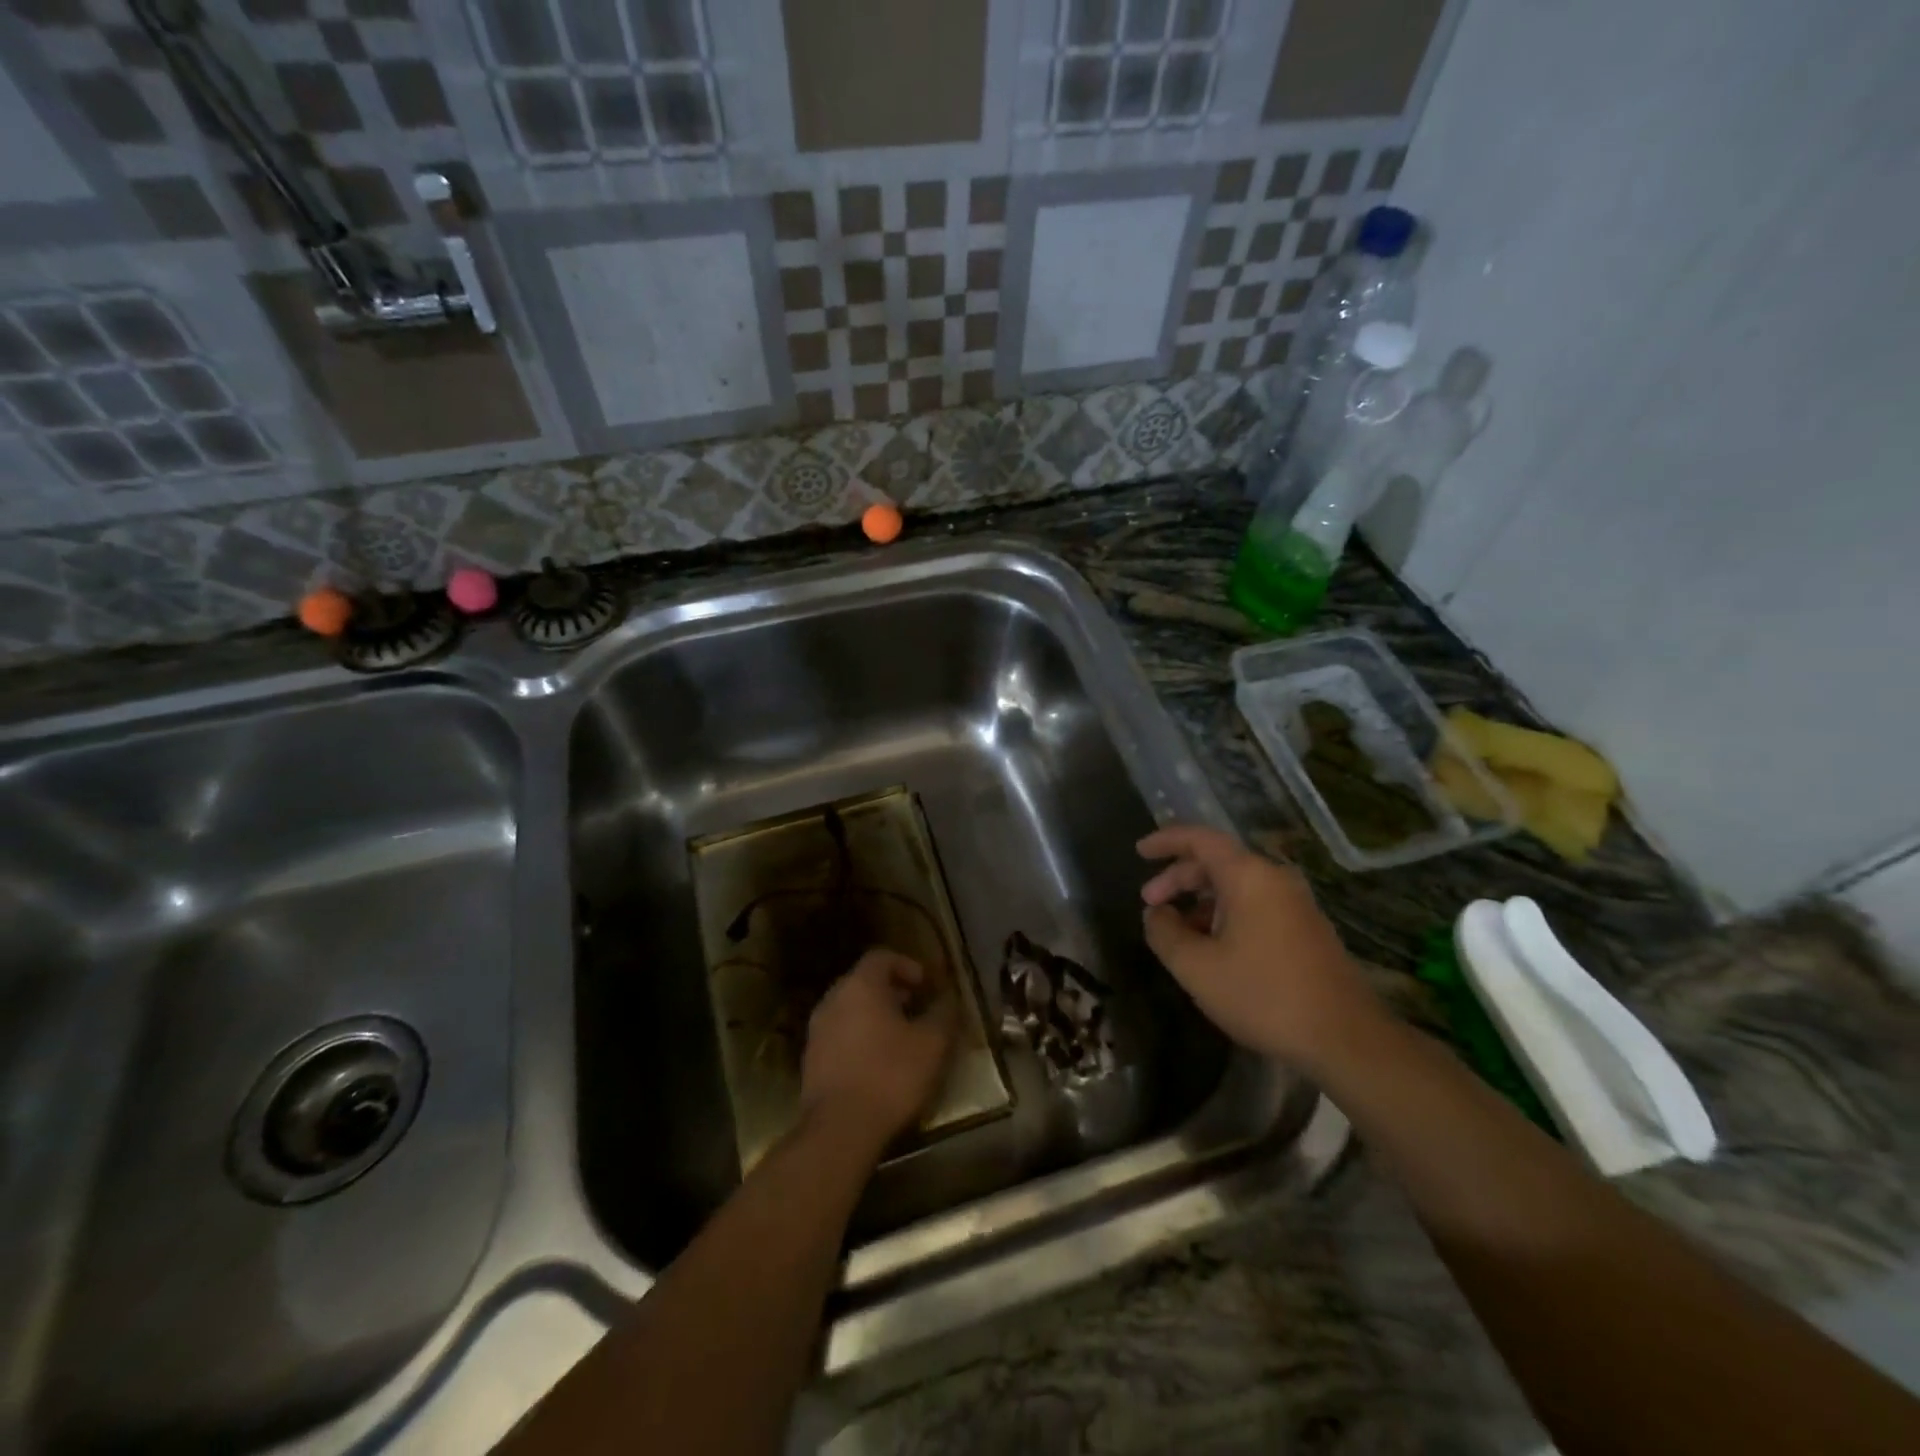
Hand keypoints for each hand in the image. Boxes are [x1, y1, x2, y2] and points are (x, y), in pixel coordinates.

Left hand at [801, 948, 957, 1149]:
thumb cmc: (890, 1075)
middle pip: (864, 981)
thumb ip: (943, 1014)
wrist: (839, 1129)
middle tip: (917, 1009)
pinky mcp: (811, 1059)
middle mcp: (833, 999)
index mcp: (860, 985)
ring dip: (875, 1015)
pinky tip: (878, 1064)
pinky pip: (840, 1034)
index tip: (926, 985)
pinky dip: (859, 1037)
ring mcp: (817, 1029)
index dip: (907, 965)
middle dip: (892, 991)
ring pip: (850, 1008)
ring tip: (900, 1039)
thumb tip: (949, 998)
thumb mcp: (932, 1044)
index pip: (882, 956)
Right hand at [1138, 825, 1385, 1070]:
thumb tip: (1155, 913)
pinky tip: (1213, 947)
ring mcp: (1295, 903)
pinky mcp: (1307, 928)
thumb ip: (1165, 933)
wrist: (1346, 1039)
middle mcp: (1275, 879)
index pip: (1200, 838)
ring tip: (1178, 931)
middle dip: (1179, 877)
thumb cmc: (1264, 996)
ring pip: (1237, 885)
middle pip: (1217, 860)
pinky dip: (1226, 913)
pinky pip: (1256, 904)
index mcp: (1249, 876)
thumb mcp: (1197, 968)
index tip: (1139, 851)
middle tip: (1150, 902)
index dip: (1166, 840)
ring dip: (1201, 899)